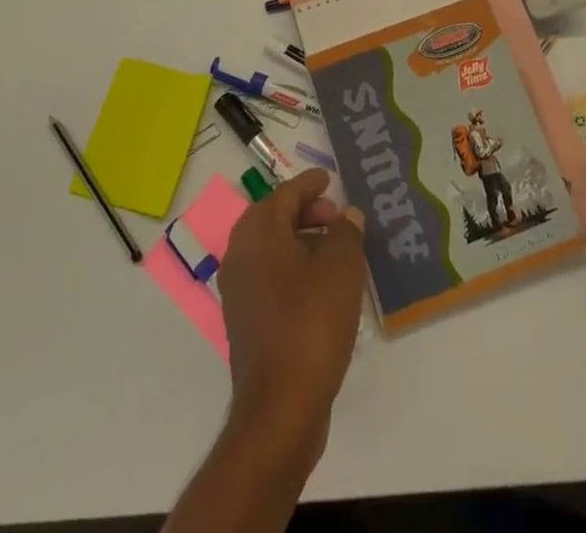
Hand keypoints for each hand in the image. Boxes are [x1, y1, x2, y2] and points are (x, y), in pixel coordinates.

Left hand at [218, 168, 365, 459]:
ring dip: (303, 242)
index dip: (310, 183)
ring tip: (338, 251)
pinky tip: (323, 287)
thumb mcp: (341, 267)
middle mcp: (240, 254)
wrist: (280, 407)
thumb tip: (347, 216)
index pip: (285, 193)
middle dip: (307, 212)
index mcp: (258, 232)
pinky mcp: (246, 321)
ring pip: (273, 249)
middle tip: (338, 217)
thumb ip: (346, 232)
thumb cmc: (311, 322)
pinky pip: (271, 277)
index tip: (329, 178)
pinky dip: (295, 270)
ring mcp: (239, 291)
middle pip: (275, 218)